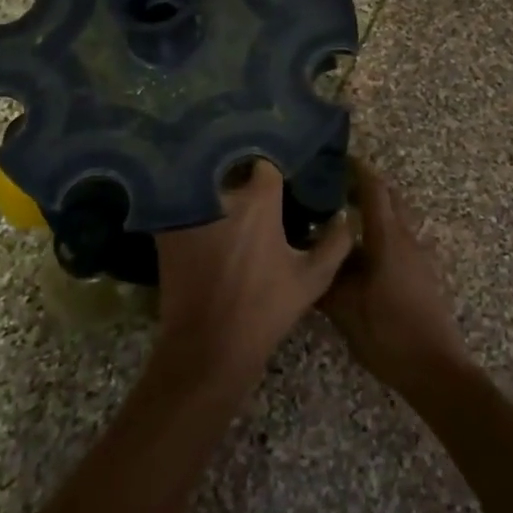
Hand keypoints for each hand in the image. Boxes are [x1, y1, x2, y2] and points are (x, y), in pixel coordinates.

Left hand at [153, 160, 352, 389]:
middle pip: (233, 169)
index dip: (274, 171)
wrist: (207, 349)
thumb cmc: (264, 311)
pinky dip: (194, 209)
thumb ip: (335, 241)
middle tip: (257, 195)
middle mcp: (221, 194)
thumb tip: (344, 215)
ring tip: (230, 206)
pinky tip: (206, 224)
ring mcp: (189, 209)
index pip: (266, 163)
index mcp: (258, 200)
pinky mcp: (167, 228)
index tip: (281, 182)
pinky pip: (184, 206)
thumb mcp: (312, 279)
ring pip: (207, 185)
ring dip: (218, 190)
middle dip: (244, 177)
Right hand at [322, 162, 471, 394]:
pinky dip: (382, 235)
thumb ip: (325, 280)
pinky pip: (402, 241)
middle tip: (335, 189)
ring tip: (344, 222)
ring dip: (375, 213)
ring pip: (397, 220)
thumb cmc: (389, 333)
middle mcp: (408, 238)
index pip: (375, 188)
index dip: (357, 170)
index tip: (337, 160)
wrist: (436, 369)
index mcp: (388, 237)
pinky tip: (362, 257)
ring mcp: (420, 256)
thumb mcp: (346, 310)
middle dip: (366, 187)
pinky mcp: (424, 274)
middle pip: (390, 198)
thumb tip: (305, 258)